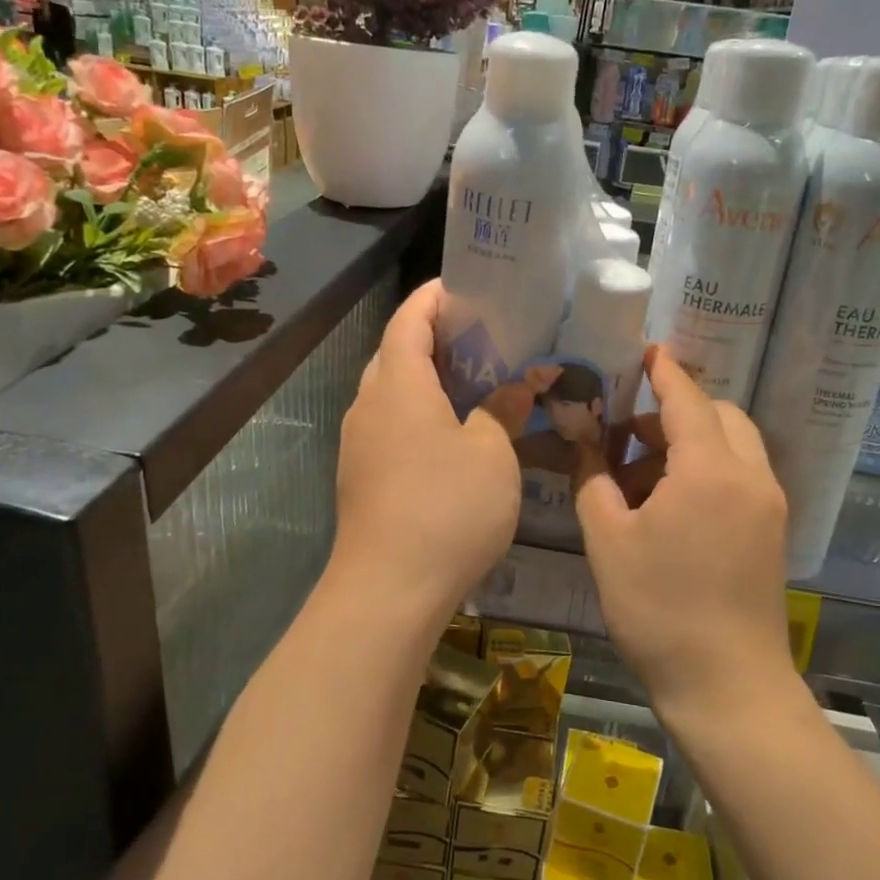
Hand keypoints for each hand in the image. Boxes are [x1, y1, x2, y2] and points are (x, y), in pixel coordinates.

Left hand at [330, 279, 520, 633]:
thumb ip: (504, 410)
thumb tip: (519, 384)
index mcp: (398, 384)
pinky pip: (390, 424)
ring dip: (427, 377)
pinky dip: (419, 412)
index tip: (468, 288)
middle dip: (434, 336)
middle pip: (396, 351)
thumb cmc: (447, 508)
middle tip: (483, 337)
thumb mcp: (492, 454)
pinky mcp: (361, 475)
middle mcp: (369, 404)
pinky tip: (453, 433)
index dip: (435, 297)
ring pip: (391, 391)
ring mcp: (359, 442)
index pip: (409, 318)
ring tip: (474, 381)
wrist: (388, 590)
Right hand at [573, 349, 794, 722]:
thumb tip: (584, 442)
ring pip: (735, 445)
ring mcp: (769, 505)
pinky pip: (743, 476)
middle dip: (675, 413)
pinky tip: (672, 504)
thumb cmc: (658, 610)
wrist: (728, 687)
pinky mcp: (774, 531)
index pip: (687, 400)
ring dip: (693, 442)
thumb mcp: (608, 542)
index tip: (647, 351)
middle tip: (628, 435)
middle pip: (719, 417)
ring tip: (642, 476)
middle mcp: (750, 476)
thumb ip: (593, 480)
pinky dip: (711, 469)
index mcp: (709, 470)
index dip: (664, 372)